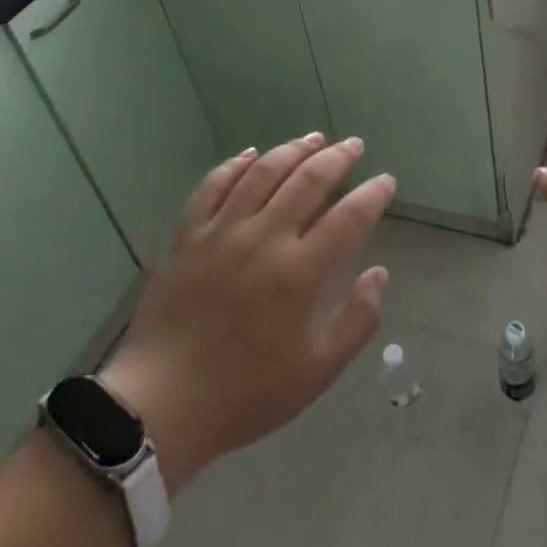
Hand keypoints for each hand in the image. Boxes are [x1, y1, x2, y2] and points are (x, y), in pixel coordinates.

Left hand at [100, 134, 393, 492]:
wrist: (160, 407)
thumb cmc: (246, 394)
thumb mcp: (317, 372)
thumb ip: (358, 320)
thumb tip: (379, 273)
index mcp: (299, 273)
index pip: (349, 218)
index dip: (373, 195)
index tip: (386, 181)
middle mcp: (263, 240)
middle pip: (308, 180)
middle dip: (338, 158)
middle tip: (354, 145)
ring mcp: (221, 232)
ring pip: (263, 172)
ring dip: (293, 150)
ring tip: (313, 139)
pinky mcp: (186, 235)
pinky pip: (213, 185)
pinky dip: (235, 164)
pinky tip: (252, 154)